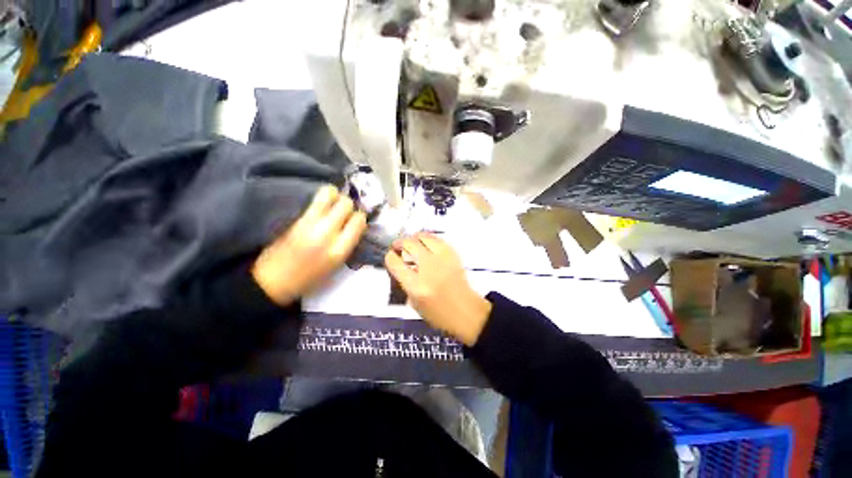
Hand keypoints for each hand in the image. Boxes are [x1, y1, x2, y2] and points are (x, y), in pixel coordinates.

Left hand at [252, 186, 366, 304]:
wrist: (274, 280)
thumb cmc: (310, 278)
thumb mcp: (336, 265)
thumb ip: (348, 243)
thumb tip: (355, 225)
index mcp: (339, 249)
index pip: (358, 221)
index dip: (360, 218)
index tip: (356, 221)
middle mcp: (327, 232)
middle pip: (346, 204)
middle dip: (349, 205)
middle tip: (346, 212)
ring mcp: (310, 222)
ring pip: (329, 194)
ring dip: (335, 196)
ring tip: (334, 203)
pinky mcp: (297, 218)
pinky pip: (316, 200)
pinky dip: (324, 198)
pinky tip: (323, 206)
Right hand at [385, 234, 491, 345]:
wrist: (466, 311)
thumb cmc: (438, 313)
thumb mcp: (414, 304)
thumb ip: (405, 283)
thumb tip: (399, 265)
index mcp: (416, 285)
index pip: (395, 263)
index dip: (390, 257)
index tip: (390, 256)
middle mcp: (428, 268)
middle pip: (408, 244)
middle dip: (399, 243)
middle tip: (397, 247)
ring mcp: (442, 258)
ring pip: (423, 236)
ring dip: (413, 238)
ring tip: (411, 243)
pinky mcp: (453, 254)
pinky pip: (436, 239)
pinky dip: (428, 239)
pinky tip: (425, 244)